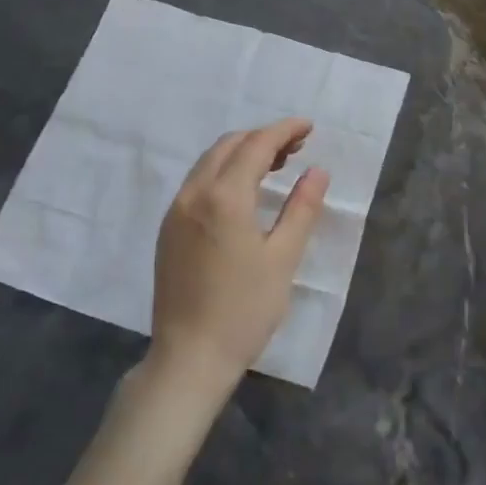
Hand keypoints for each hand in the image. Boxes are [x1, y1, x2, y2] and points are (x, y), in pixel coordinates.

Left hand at [150, 117, 328, 395]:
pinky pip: (197, 182)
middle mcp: (193, 194)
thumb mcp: (283, 259)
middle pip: (229, 145)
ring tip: (275, 165)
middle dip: (263, 138)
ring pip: (209, 162)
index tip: (309, 127)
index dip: (284, 130)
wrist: (189, 357)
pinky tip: (244, 192)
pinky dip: (224, 172)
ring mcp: (175, 211)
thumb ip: (301, 209)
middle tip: (297, 148)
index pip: (256, 146)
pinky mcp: (168, 229)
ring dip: (242, 153)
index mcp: (224, 198)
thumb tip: (317, 171)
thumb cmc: (244, 310)